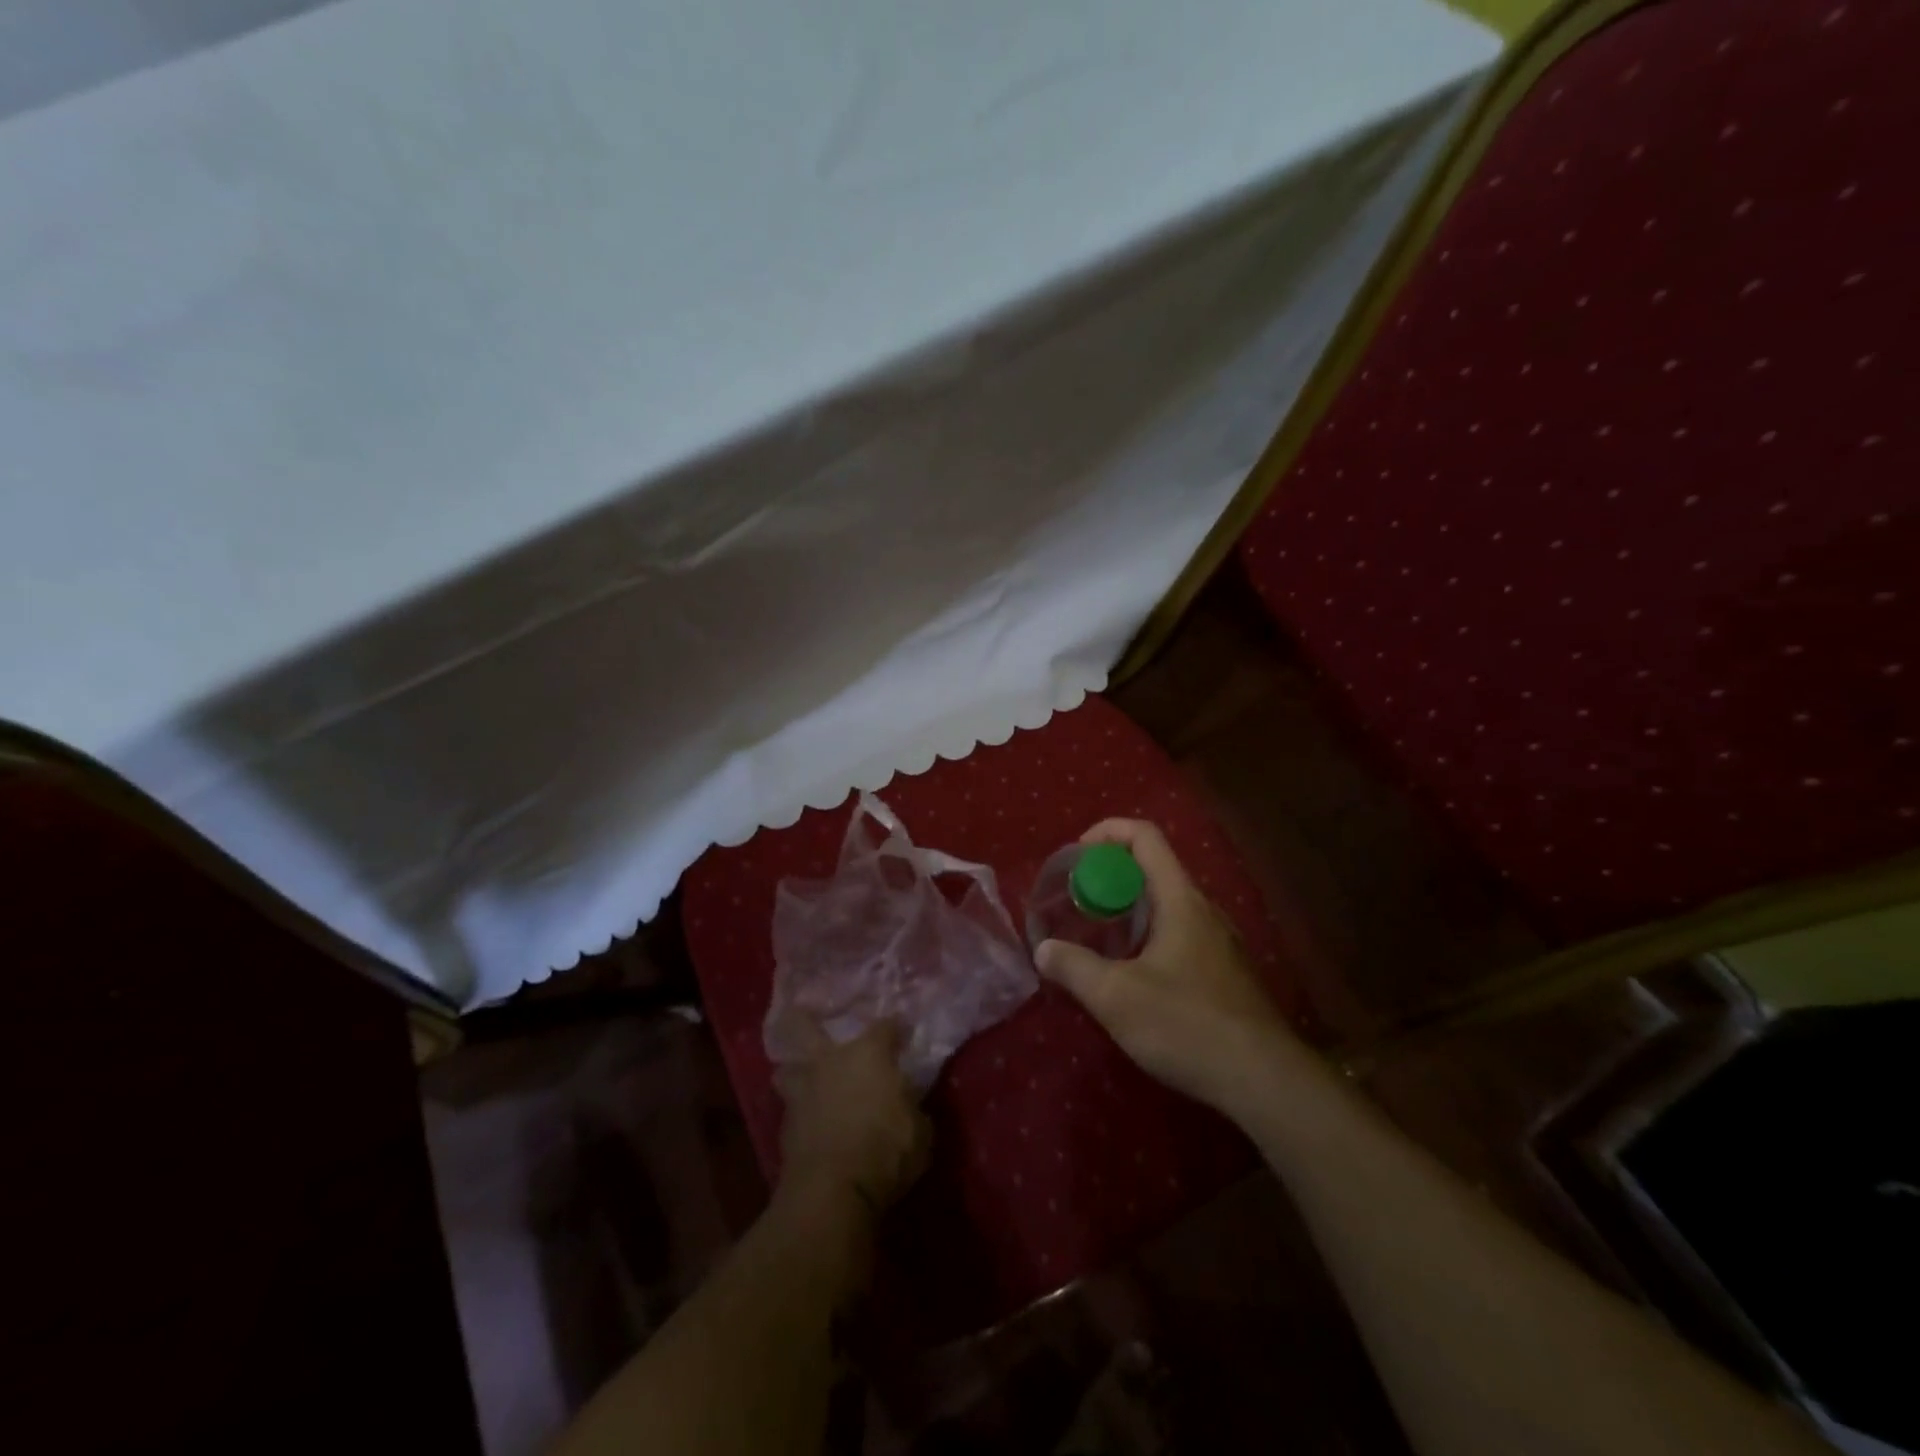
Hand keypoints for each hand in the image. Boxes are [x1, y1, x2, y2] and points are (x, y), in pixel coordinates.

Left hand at [775, 1020, 931, 1222]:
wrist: (832, 1190)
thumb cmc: (886, 1150)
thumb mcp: (920, 1130)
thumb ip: (911, 1106)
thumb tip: (906, 1101)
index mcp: (869, 1053)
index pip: (886, 1026)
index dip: (895, 1028)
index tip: (901, 1032)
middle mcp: (831, 1060)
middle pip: (806, 1026)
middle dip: (804, 1019)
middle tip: (807, 1016)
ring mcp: (803, 1088)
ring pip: (788, 1066)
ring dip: (795, 1070)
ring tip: (803, 1076)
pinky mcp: (784, 1123)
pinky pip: (790, 1106)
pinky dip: (798, 1110)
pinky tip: (806, 1119)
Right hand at [1035, 819, 1309, 1117]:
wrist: (1265, 1082)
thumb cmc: (1188, 1026)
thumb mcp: (1117, 998)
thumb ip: (1074, 968)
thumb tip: (1043, 950)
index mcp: (1181, 900)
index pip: (1145, 837)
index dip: (1107, 832)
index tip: (1075, 857)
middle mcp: (1203, 910)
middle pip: (1154, 868)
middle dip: (1110, 874)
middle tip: (1076, 901)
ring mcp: (1219, 941)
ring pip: (1166, 904)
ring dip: (1128, 907)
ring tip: (1096, 935)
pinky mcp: (1224, 972)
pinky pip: (1178, 932)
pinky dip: (1147, 934)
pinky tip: (1131, 974)